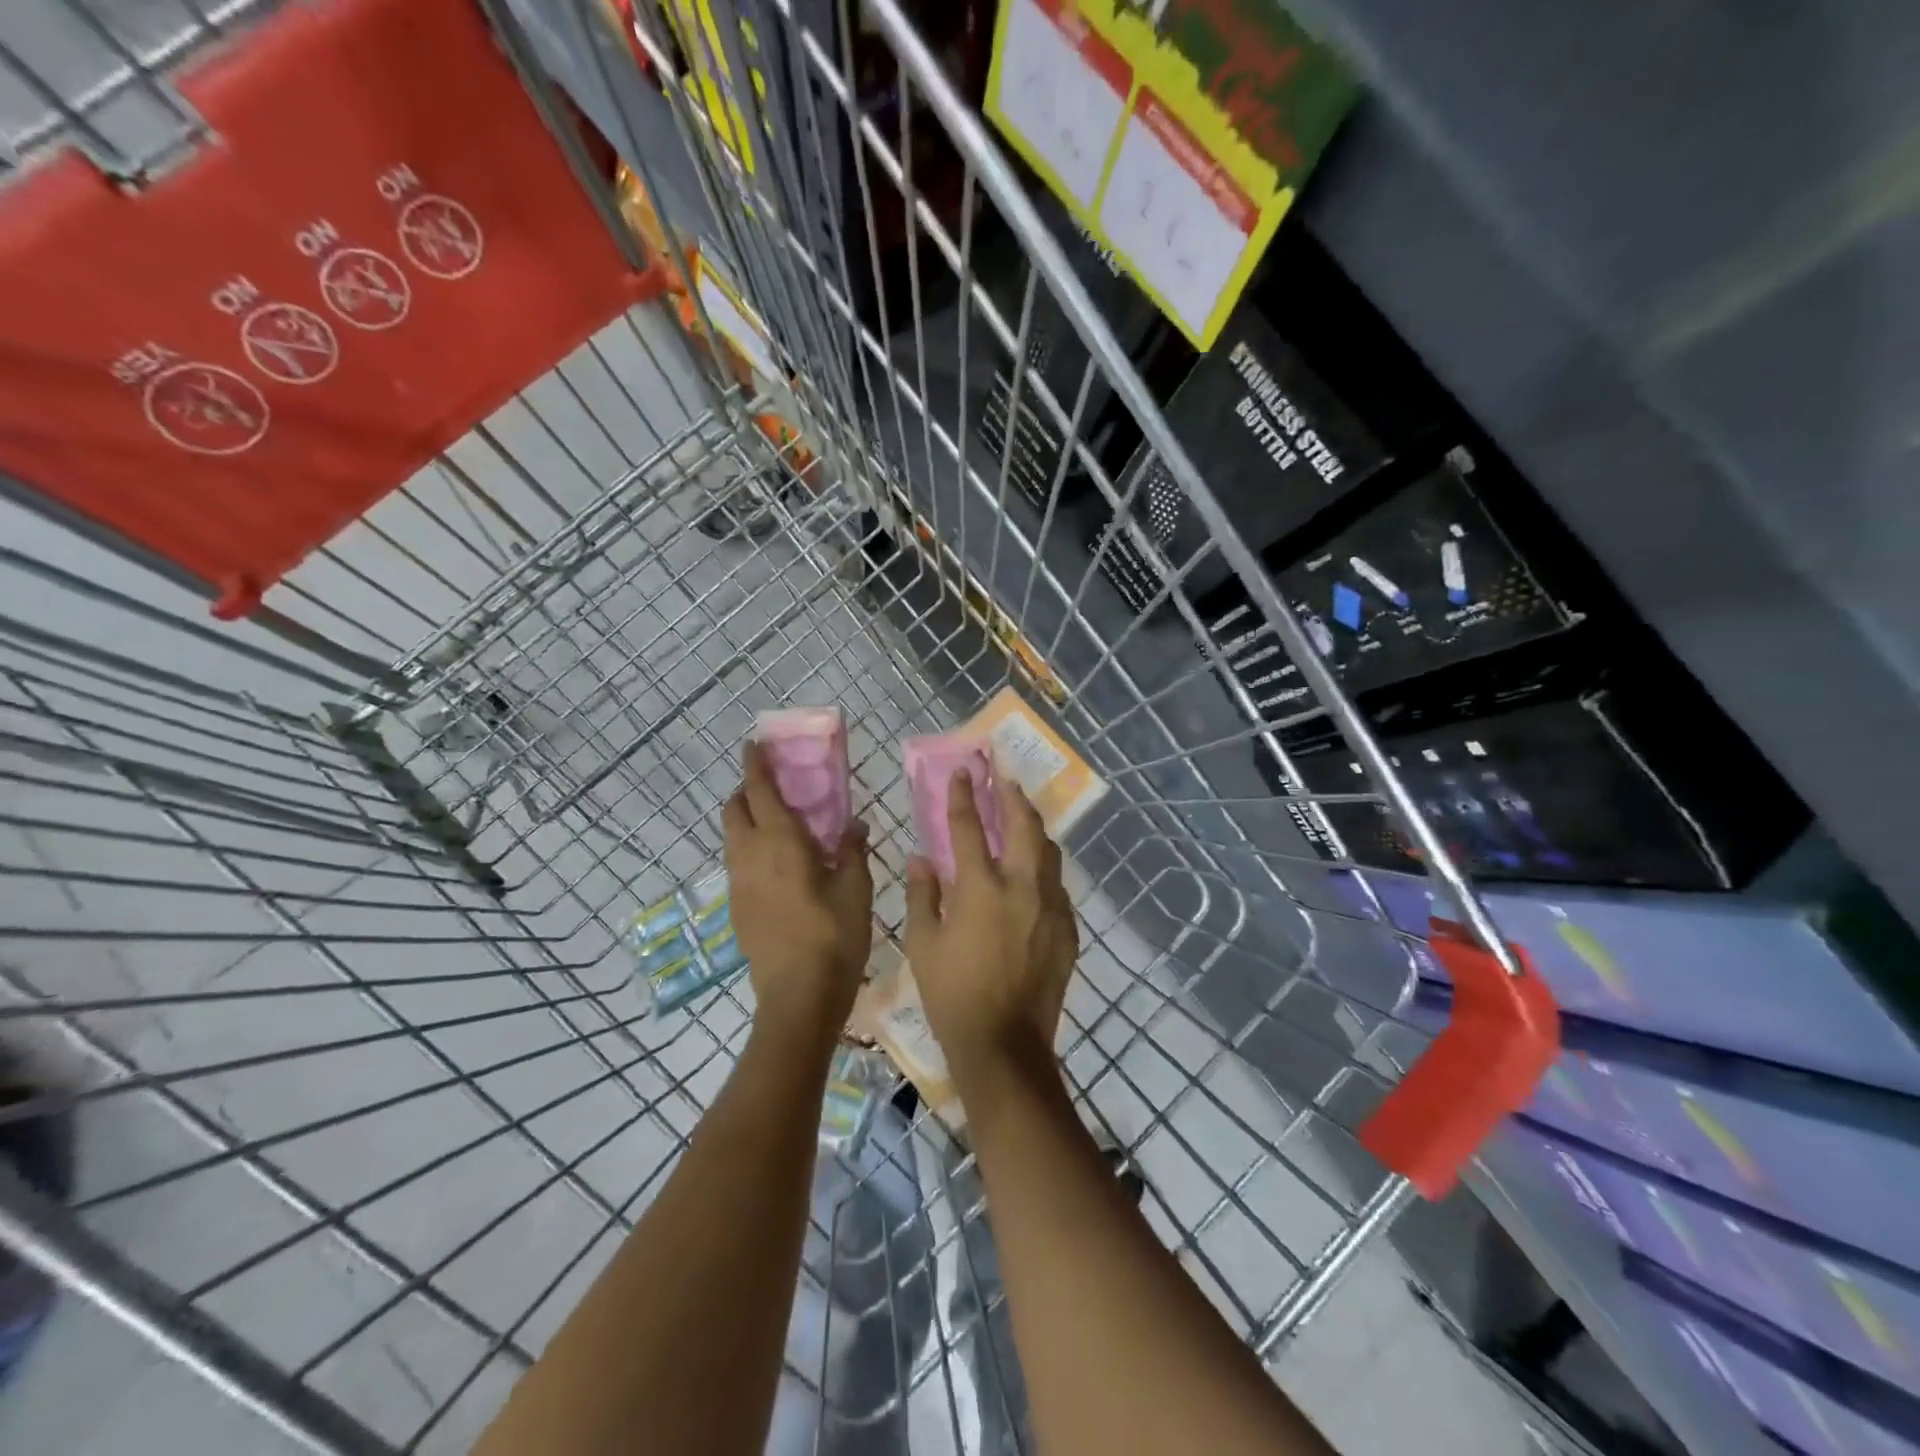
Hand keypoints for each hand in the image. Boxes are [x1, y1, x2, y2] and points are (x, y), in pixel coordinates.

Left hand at [723, 741, 872, 1038]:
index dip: (755, 765)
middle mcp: (750, 856)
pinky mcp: (737, 908)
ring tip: (779, 825)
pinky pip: (737, 863)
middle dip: (747, 791)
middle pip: (735, 810)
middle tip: (775, 788)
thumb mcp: (856, 889)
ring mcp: (738, 884)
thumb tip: (854, 825)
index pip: (759, 791)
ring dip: (747, 820)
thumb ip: (853, 850)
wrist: (798, 996)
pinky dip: (750, 849)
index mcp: (780, 843)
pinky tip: (778, 866)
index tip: (754, 744)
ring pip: (732, 837)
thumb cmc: (834, 936)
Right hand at [904, 768, 1076, 1076]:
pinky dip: (1044, 869)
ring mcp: (1050, 907)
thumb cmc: (952, 995)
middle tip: (1005, 779)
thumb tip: (920, 857)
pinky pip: (1057, 886)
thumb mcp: (922, 944)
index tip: (964, 771)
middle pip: (1023, 826)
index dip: (964, 795)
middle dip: (1012, 797)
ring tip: (1023, 817)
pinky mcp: (1067, 929)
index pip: (969, 827)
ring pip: (1049, 852)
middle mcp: (1022, 887)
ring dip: (1034, 829)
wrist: (1004, 1044)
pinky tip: (1035, 873)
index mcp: (980, 888)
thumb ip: (922, 894)